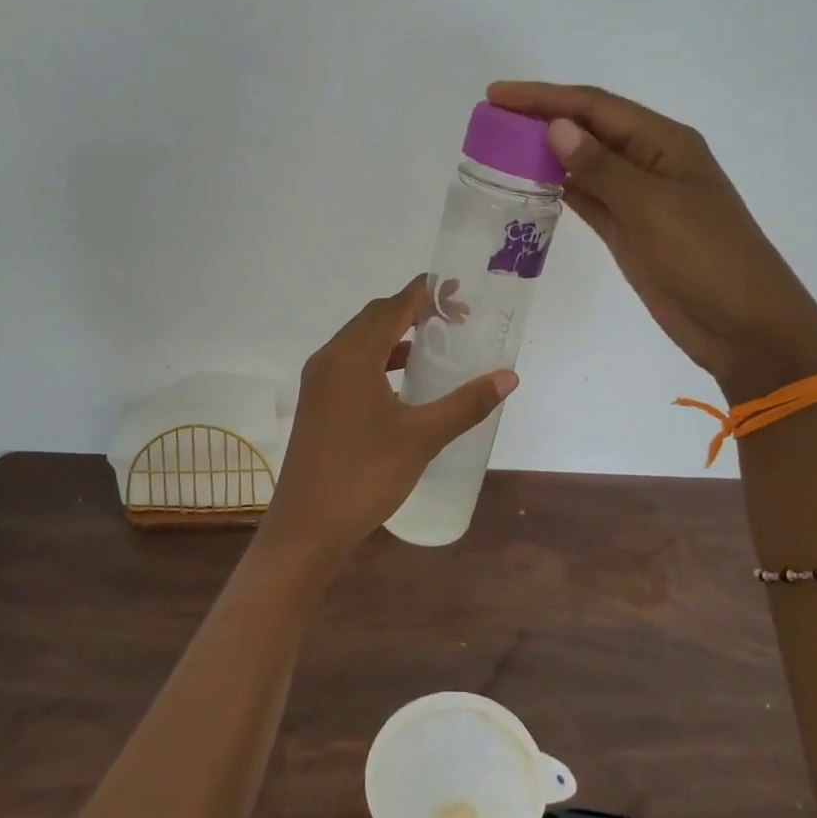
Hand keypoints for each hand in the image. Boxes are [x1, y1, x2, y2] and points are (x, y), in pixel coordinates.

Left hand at [258, 277, 518, 566]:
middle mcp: (330, 358)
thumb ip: (466, 403)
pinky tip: (405, 382)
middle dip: (413, 311)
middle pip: (374, 318)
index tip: (458, 290)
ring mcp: (318, 381)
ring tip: (435, 345)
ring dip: (396, 336)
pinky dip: (380, 361)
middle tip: (455, 317)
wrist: (307, 527)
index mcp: (352, 356)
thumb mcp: (422, 437)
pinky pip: (351, 364)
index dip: (425, 293)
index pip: (392, 307)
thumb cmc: (365, 475)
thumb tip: (508, 377)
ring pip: (360, 342)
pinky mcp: (317, 402)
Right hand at [488, 81, 816, 405]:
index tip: (497, 95)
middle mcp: (649, 162)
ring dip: (544, 154)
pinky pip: (587, 199)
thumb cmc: (707, 259)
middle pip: (587, 129)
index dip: (544, 97)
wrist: (744, 328)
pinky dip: (558, 189)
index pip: (595, 107)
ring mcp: (638, 199)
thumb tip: (556, 127)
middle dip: (540, 119)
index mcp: (664, 142)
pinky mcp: (628, 231)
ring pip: (583, 164)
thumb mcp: (654, 208)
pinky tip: (528, 185)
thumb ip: (602, 168)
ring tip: (498, 149)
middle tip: (489, 121)